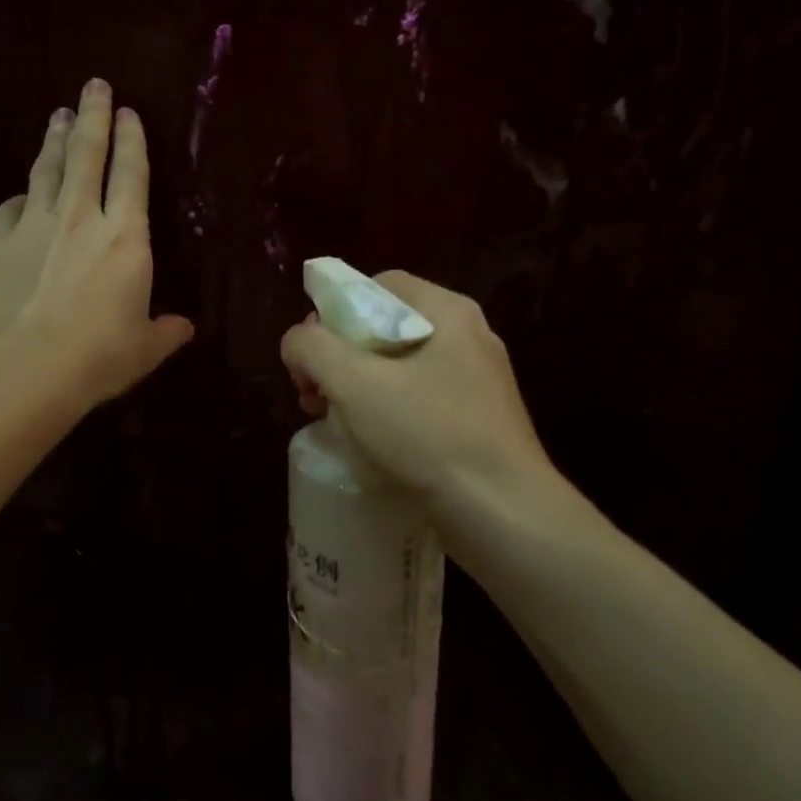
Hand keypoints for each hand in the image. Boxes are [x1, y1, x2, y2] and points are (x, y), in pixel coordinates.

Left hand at [0, 78, 193, 405]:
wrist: (26, 367)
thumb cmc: (99, 355)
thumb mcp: (145, 348)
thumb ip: (166, 332)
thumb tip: (183, 328)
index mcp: (125, 237)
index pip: (131, 173)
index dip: (131, 139)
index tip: (128, 110)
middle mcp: (80, 217)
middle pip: (86, 153)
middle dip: (92, 115)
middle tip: (93, 85)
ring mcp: (33, 225)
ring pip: (45, 170)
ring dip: (53, 140)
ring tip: (57, 115)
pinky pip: (8, 209)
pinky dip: (17, 198)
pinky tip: (19, 194)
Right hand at [280, 272, 552, 503]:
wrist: (503, 514)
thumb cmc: (428, 435)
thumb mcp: (354, 383)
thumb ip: (312, 348)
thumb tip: (297, 342)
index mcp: (448, 311)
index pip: (377, 286)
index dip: (333, 312)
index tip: (311, 355)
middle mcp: (468, 336)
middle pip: (385, 326)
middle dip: (339, 356)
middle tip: (313, 394)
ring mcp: (478, 380)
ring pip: (400, 366)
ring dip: (356, 386)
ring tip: (331, 420)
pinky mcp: (478, 419)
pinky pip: (420, 398)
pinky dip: (386, 410)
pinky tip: (368, 441)